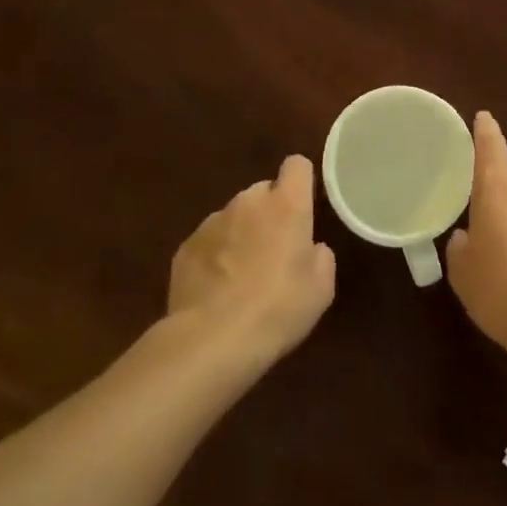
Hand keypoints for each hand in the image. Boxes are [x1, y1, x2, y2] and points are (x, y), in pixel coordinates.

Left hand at [168, 155, 335, 364]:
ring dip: (241, 233)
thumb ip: (320, 256)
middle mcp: (248, 202)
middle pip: (263, 191)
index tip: (304, 204)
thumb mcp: (321, 288)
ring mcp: (212, 222)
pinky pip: (208, 241)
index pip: (296, 165)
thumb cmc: (278, 309)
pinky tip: (216, 289)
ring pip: (234, 216)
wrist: (211, 340)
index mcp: (286, 205)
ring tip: (242, 274)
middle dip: (270, 212)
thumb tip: (311, 248)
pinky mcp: (185, 247)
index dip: (301, 181)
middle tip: (276, 249)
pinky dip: (215, 256)